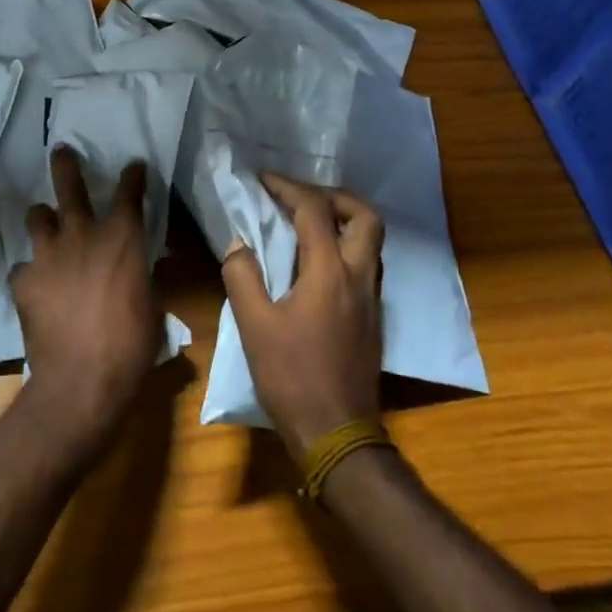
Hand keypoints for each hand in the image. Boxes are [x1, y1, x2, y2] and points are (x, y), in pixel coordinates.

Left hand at [12, 146, 160, 448]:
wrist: (82, 379)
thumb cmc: (132, 344)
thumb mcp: (151, 305)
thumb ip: (142, 277)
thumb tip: (140, 268)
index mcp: (122, 238)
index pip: (130, 193)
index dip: (133, 176)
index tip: (133, 166)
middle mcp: (83, 235)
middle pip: (70, 188)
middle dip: (65, 165)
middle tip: (60, 150)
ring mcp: (48, 255)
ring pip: (38, 218)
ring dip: (43, 219)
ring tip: (44, 222)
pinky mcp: (23, 280)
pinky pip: (23, 267)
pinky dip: (30, 272)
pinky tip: (34, 286)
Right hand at [221, 175, 384, 461]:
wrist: (337, 433)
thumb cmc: (291, 377)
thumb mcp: (253, 325)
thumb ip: (242, 276)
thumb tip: (238, 244)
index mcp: (329, 272)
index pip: (314, 211)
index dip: (287, 187)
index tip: (264, 179)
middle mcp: (359, 277)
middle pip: (365, 217)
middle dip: (335, 196)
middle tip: (302, 197)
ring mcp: (372, 298)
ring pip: (372, 242)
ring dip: (344, 222)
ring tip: (308, 225)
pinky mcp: (373, 318)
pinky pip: (366, 265)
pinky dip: (345, 248)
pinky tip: (317, 265)